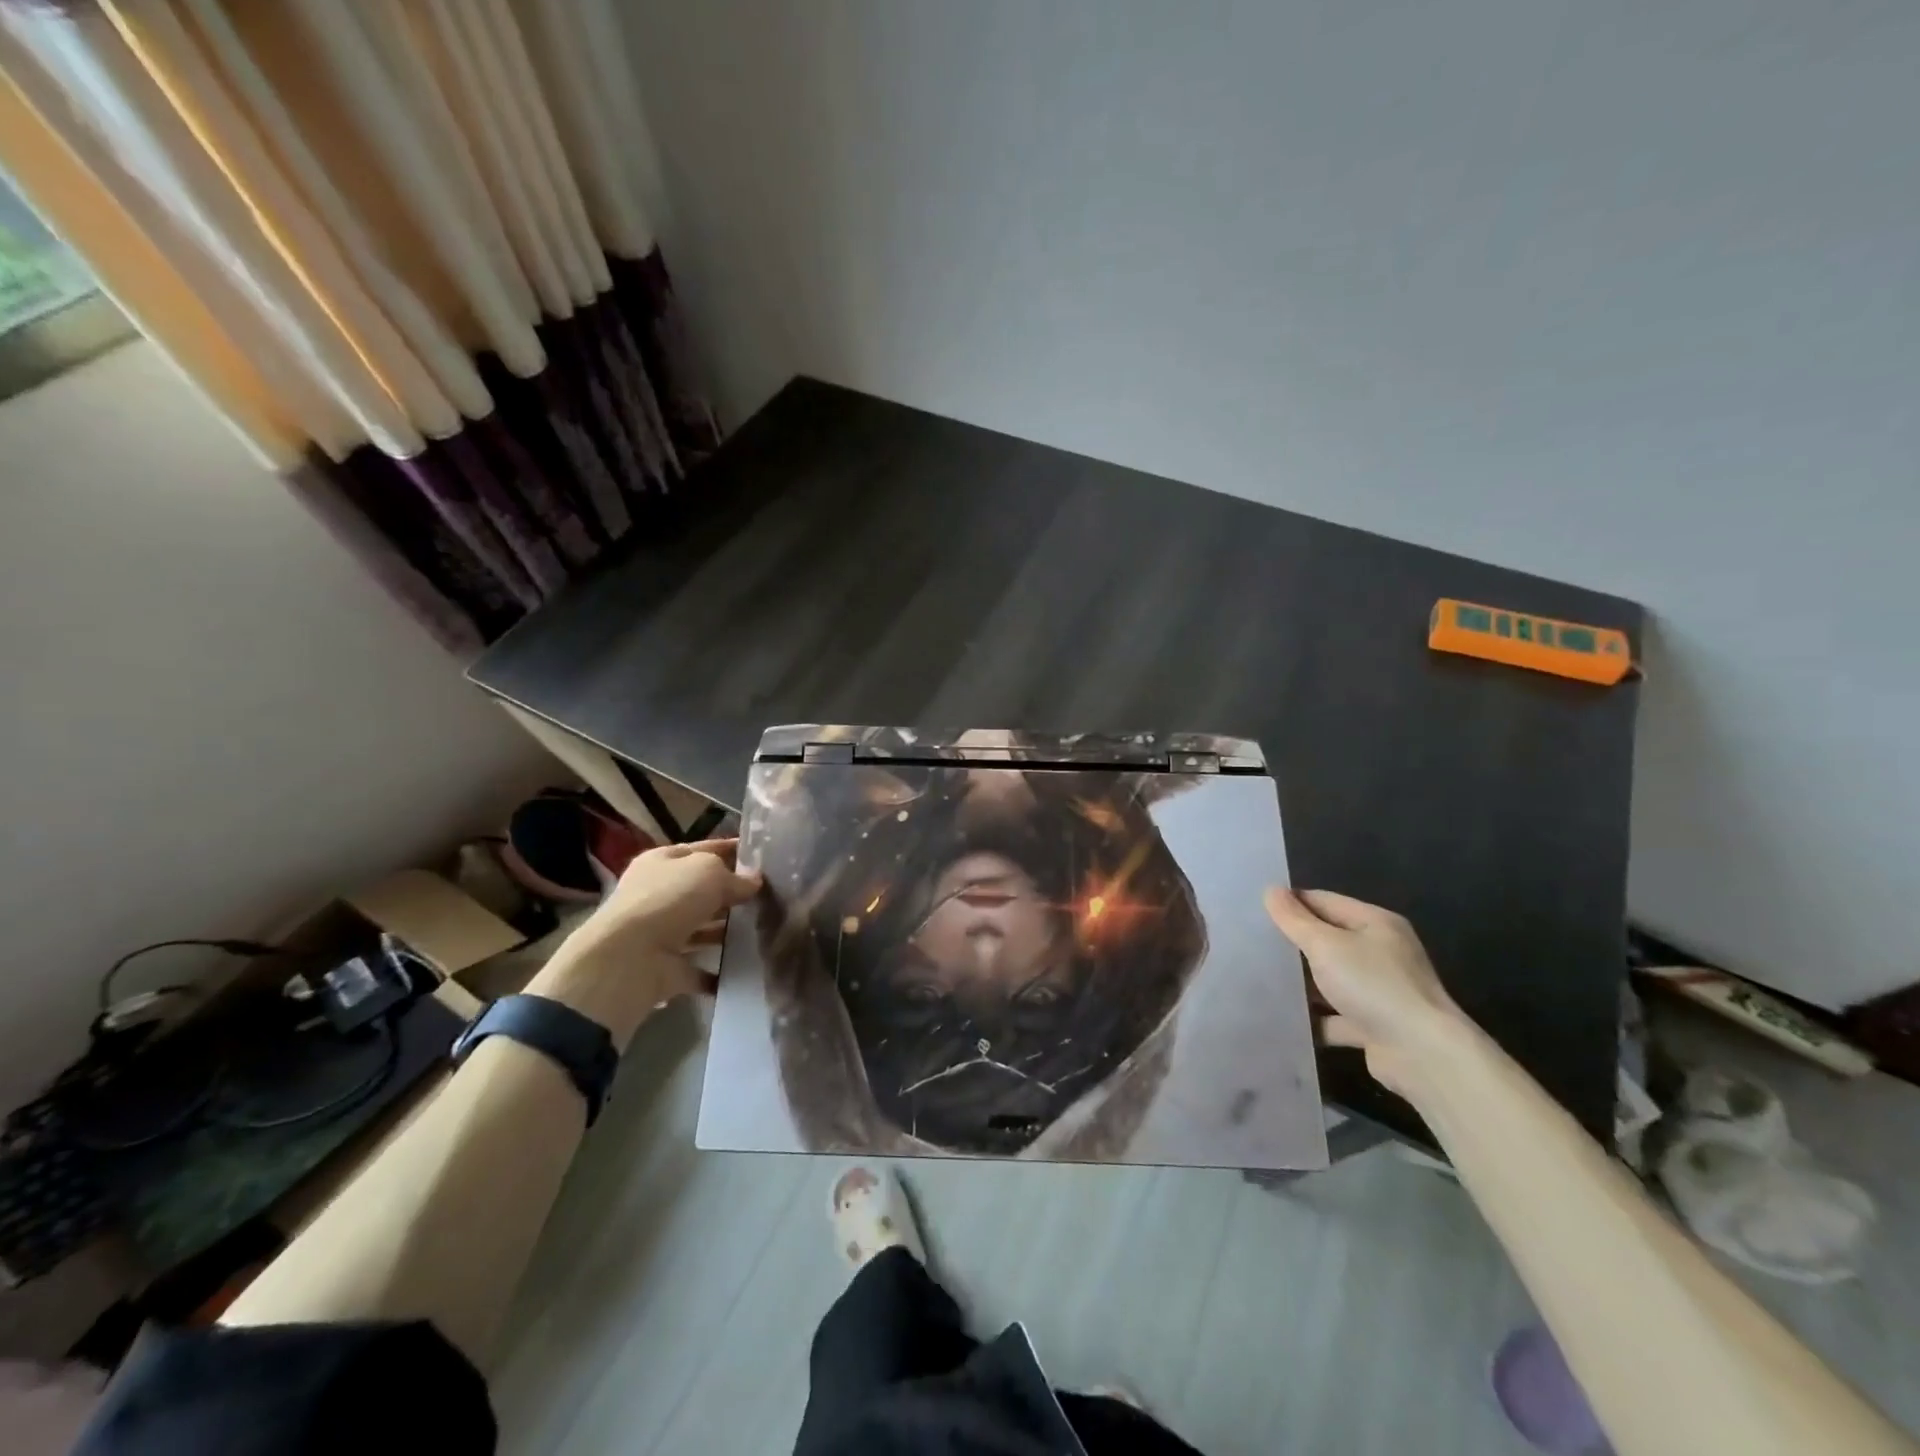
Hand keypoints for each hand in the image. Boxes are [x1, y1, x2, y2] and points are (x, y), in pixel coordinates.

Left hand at [584, 839, 762, 957]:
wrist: (628, 960)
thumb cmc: (669, 900)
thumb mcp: (709, 873)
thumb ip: (735, 876)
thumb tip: (754, 882)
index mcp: (662, 862)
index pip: (703, 850)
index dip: (731, 850)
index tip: (763, 857)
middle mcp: (658, 895)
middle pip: (702, 891)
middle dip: (733, 894)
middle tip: (772, 896)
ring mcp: (662, 934)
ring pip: (703, 929)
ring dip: (728, 932)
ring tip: (767, 930)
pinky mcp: (667, 968)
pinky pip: (701, 969)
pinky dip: (720, 972)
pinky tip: (749, 967)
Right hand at [1264, 887, 1466, 1101]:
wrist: (1423, 1055)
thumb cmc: (1373, 986)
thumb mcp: (1326, 945)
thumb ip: (1294, 919)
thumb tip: (1270, 890)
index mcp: (1376, 924)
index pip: (1324, 901)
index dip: (1291, 903)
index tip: (1254, 911)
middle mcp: (1381, 953)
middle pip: (1328, 940)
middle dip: (1293, 944)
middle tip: (1252, 944)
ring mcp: (1380, 991)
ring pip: (1330, 980)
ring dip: (1302, 983)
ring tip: (1259, 979)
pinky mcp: (1375, 1026)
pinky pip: (1336, 1016)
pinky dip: (1315, 1018)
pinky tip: (1283, 1018)